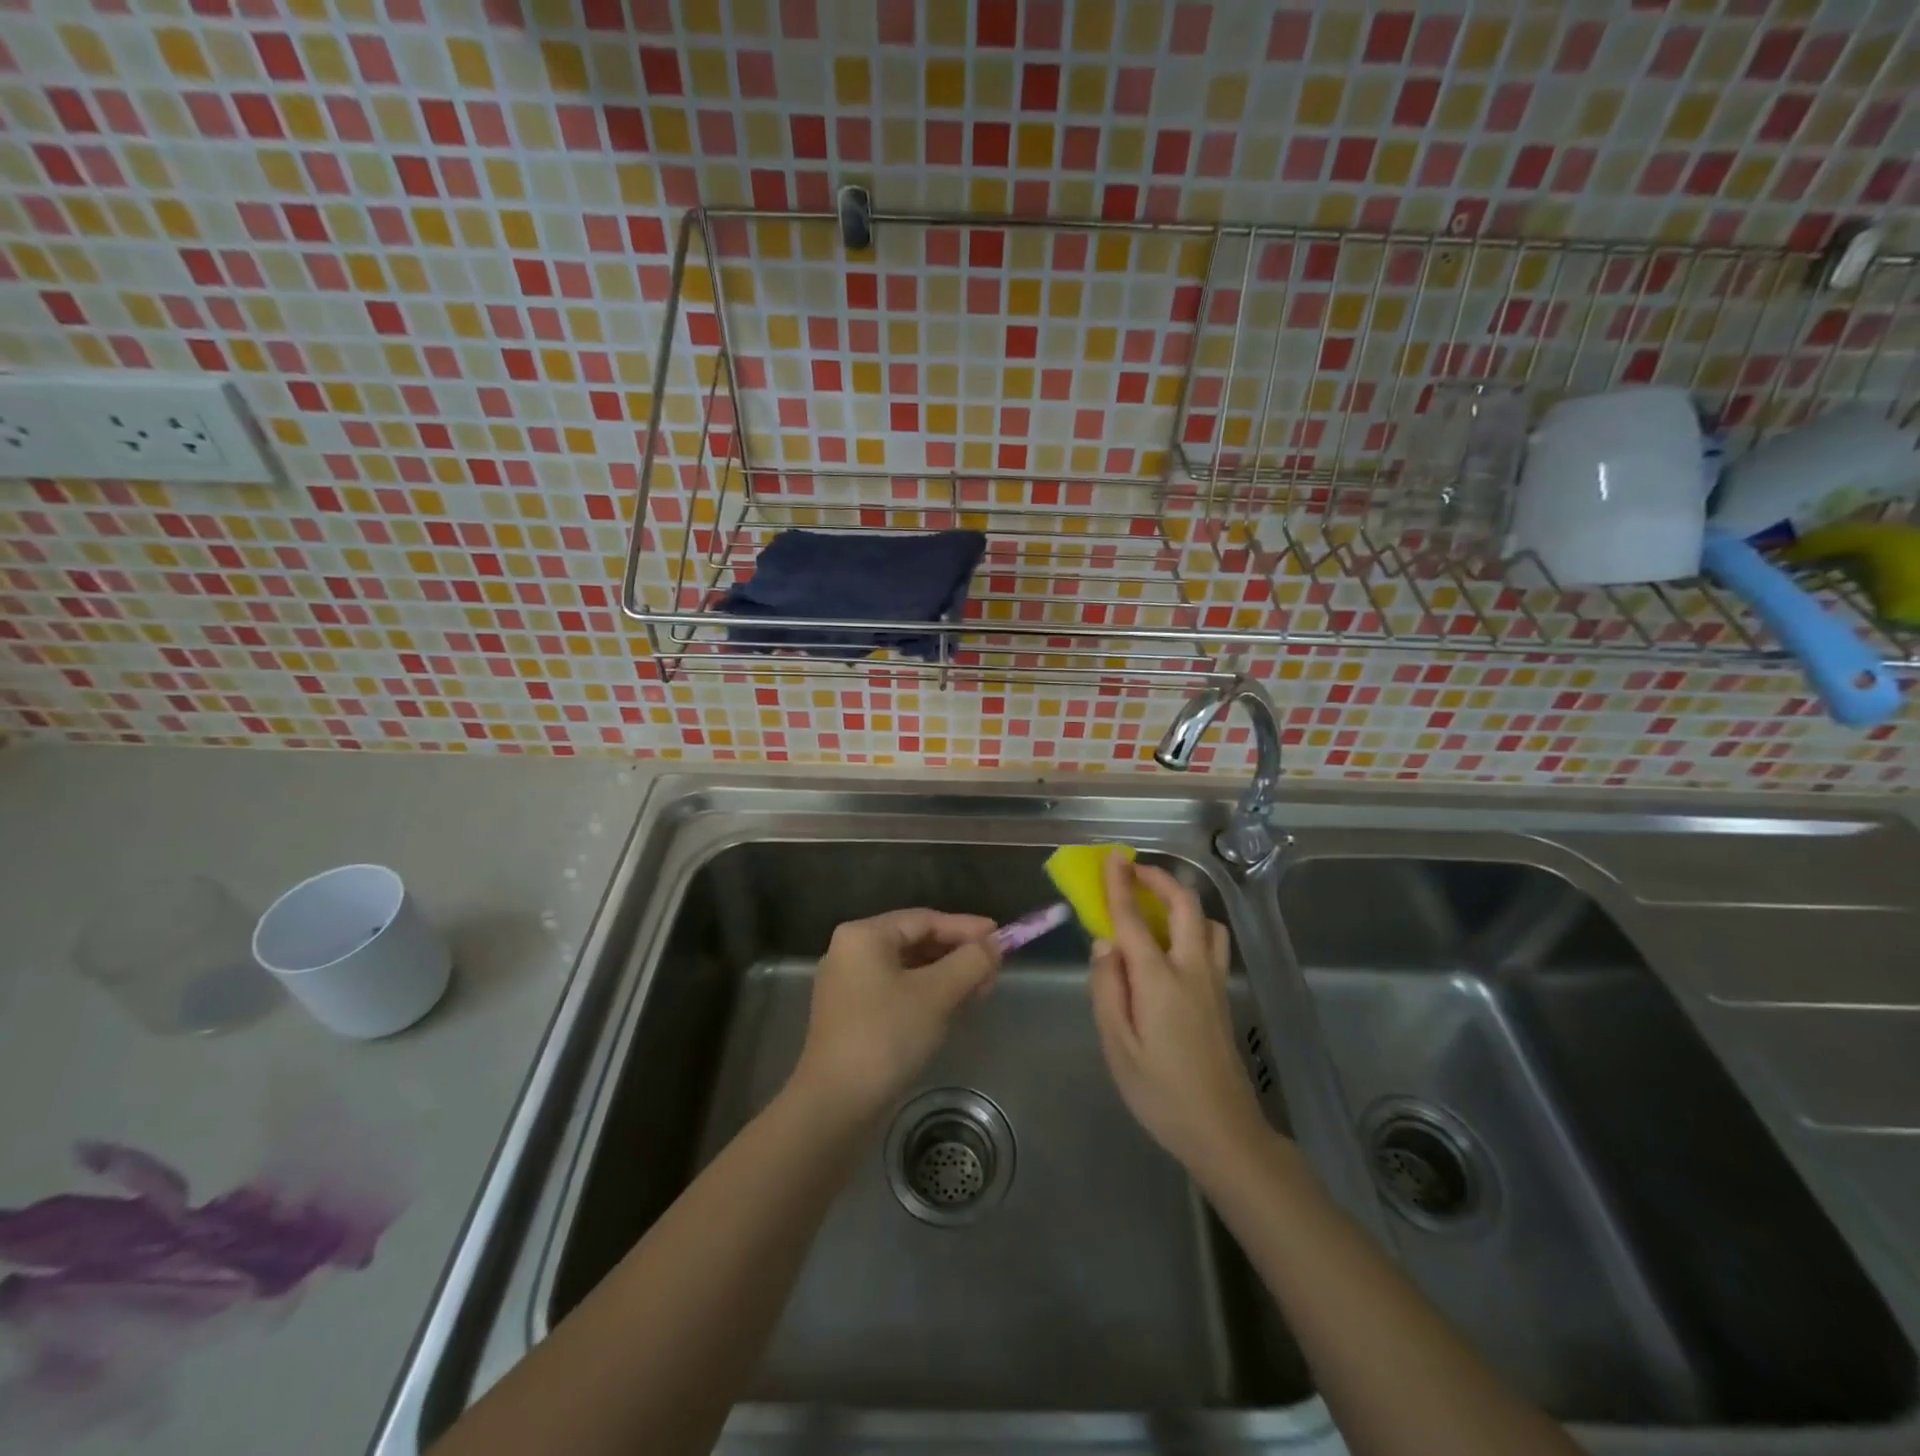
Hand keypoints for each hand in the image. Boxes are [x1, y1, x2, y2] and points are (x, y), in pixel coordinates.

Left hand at [791, 909, 999, 1123]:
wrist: (836, 1105)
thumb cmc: (886, 1036)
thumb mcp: (936, 994)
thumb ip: (970, 962)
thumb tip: (996, 943)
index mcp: (864, 936)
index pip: (925, 919)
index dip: (966, 928)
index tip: (1001, 938)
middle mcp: (851, 951)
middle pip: (915, 941)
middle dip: (957, 954)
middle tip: (994, 970)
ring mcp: (848, 985)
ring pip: (908, 968)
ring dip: (946, 976)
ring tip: (980, 990)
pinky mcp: (851, 1015)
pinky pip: (896, 991)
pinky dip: (926, 994)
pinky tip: (952, 1008)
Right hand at [1088, 854, 1270, 1175]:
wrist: (1224, 1132)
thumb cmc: (1161, 1093)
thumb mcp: (1117, 1046)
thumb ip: (1107, 988)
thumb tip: (1104, 944)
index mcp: (1159, 979)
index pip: (1133, 919)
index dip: (1120, 884)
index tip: (1112, 856)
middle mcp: (1191, 969)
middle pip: (1184, 906)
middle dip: (1160, 879)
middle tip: (1134, 871)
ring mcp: (1214, 982)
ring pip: (1207, 922)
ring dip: (1182, 902)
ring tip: (1155, 908)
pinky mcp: (1223, 996)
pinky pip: (1212, 943)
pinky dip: (1192, 926)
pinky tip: (1173, 947)